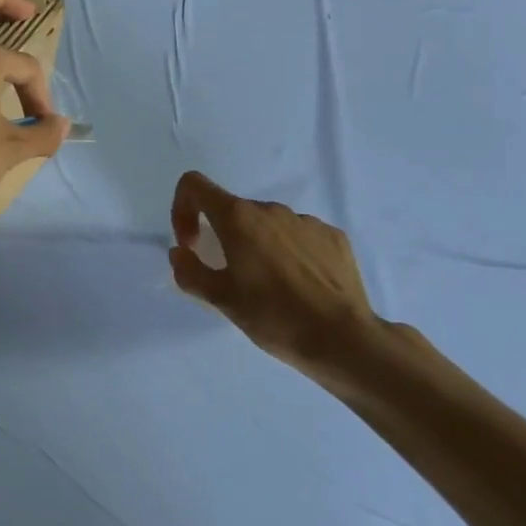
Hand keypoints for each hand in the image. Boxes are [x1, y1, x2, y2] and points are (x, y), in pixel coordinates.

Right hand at [169, 171, 379, 384]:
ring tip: (270, 286)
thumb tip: (180, 252)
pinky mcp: (334, 237)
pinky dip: (290, 252)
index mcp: (238, 217)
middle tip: (230, 277)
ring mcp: (306, 221)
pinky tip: (300, 286)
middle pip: (233, 210)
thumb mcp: (220, 299)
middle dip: (223, 236)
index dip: (182, 207)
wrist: (345, 341)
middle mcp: (270, 209)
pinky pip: (299, 236)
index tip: (192, 244)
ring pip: (268, 224)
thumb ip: (190, 271)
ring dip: (258, 245)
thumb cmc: (274, 317)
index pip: (194, 184)